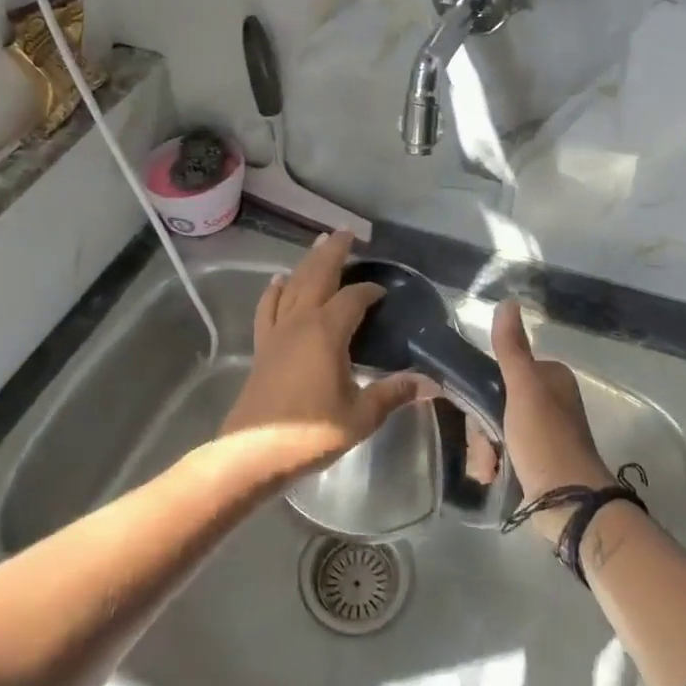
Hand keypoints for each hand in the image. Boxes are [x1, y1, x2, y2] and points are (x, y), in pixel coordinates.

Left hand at [218, 230, 435, 481]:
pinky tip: (278, 282)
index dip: (370, 291)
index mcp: (327, 332)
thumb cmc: (311, 433)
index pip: (353, 298)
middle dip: (333, 252)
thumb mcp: (360, 416)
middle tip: (346, 233)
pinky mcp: (263, 345)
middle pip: (318, 275)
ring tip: (318, 244)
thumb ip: (393, 394)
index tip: (384, 292)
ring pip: (293, 285)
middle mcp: (300, 321)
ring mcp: (277, 331)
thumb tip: (431, 383)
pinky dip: (275, 290)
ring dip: (307, 263)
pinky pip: (268, 307)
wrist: (254, 452)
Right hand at [491, 298, 613, 539]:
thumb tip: (507, 302)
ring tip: (489, 467)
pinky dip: (494, 464)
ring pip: (493, 429)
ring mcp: (543, 433)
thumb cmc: (546, 440)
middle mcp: (548, 401)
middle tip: (486, 446)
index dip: (481, 391)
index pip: (499, 372)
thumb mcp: (524, 388)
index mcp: (550, 378)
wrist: (569, 505)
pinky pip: (502, 452)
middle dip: (481, 428)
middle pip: (494, 402)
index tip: (475, 411)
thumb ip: (511, 348)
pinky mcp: (537, 461)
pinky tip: (493, 476)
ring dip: (484, 449)